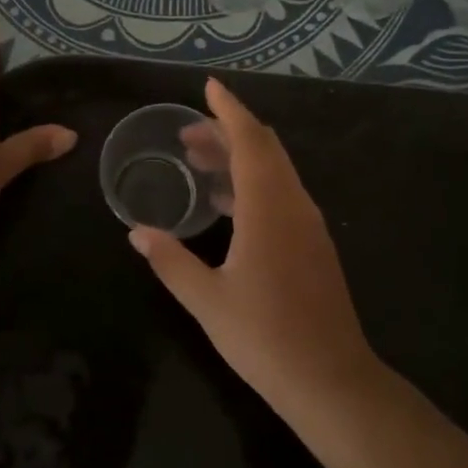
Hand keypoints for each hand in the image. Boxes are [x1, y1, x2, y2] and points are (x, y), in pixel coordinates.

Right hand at [129, 78, 378, 412]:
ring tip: (198, 160)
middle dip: (227, 132)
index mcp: (268, 208)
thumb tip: (137, 232)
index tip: (208, 87)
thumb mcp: (207, 300)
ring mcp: (308, 225)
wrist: (331, 380)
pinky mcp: (313, 245)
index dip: (229, 110)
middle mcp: (293, 205)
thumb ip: (170, 261)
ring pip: (275, 171)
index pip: (250, 140)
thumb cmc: (265, 337)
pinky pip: (282, 195)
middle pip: (264, 149)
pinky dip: (252, 183)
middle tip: (187, 132)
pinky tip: (226, 204)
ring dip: (239, 158)